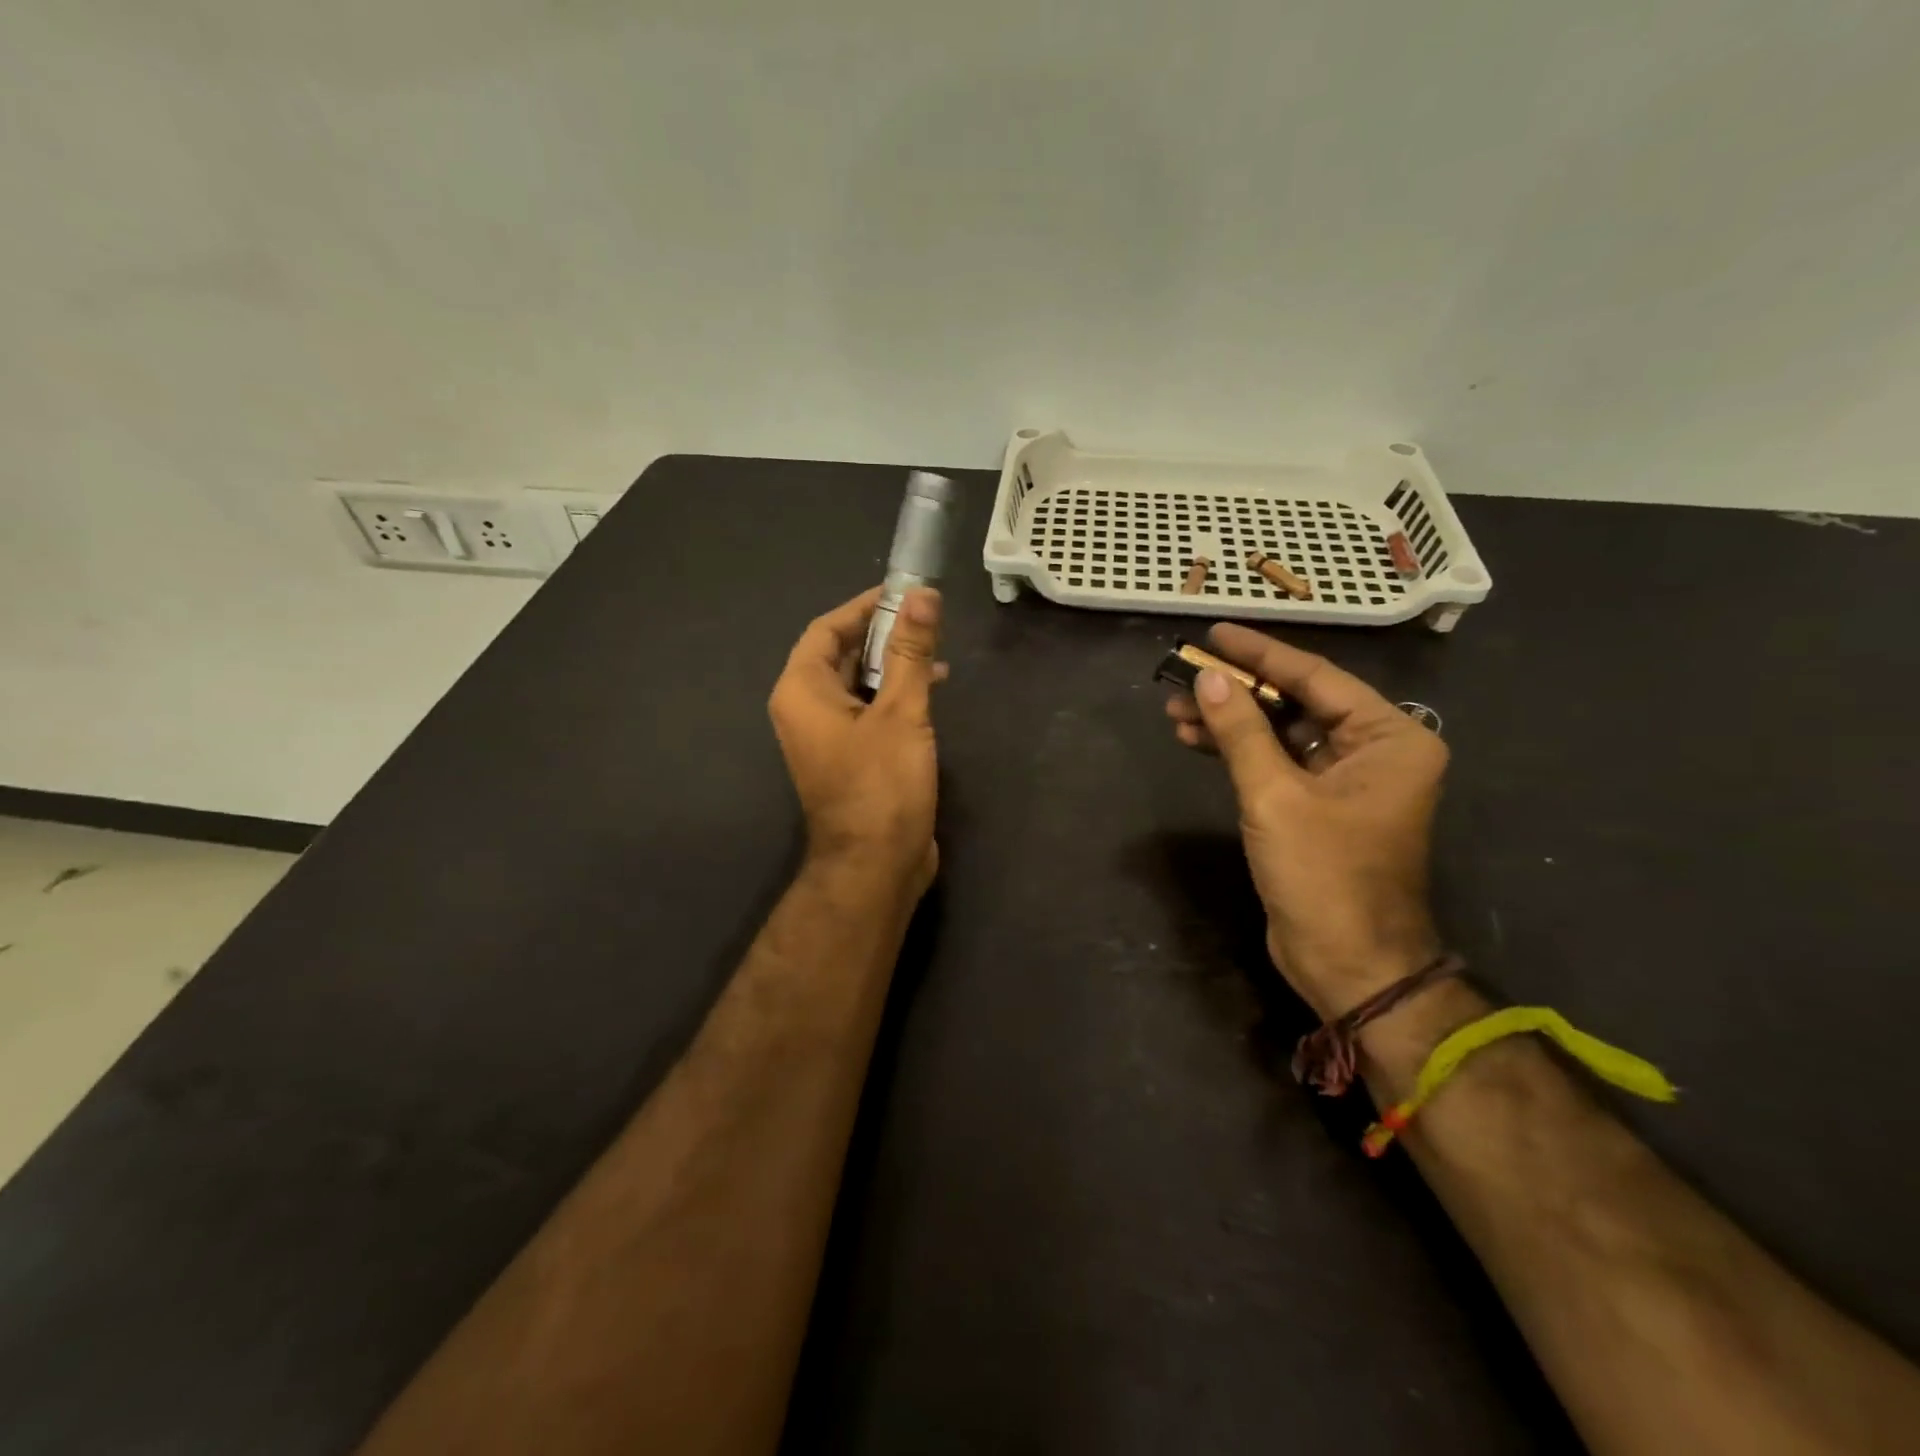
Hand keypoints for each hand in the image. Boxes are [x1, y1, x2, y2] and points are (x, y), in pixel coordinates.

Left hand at [769, 586, 944, 898]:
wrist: (875, 864)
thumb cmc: (882, 784)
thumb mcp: (901, 711)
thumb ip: (910, 652)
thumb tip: (922, 595)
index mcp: (802, 691)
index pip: (827, 629)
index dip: (865, 607)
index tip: (905, 593)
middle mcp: (805, 709)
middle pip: (841, 654)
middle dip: (883, 635)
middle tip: (927, 621)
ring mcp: (826, 736)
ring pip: (857, 683)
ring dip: (893, 666)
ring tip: (937, 655)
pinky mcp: (848, 757)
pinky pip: (866, 710)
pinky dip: (893, 695)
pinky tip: (930, 691)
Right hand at [1165, 624, 1446, 1018]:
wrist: (1347, 963)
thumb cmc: (1323, 875)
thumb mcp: (1275, 796)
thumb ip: (1241, 731)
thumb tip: (1206, 677)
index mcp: (1389, 738)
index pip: (1315, 677)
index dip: (1260, 653)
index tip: (1215, 632)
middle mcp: (1374, 750)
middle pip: (1296, 701)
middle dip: (1237, 690)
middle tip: (1183, 671)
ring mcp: (1345, 779)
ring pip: (1280, 732)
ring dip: (1230, 721)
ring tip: (1175, 708)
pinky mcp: (1317, 805)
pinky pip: (1275, 761)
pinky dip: (1237, 751)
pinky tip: (1196, 738)